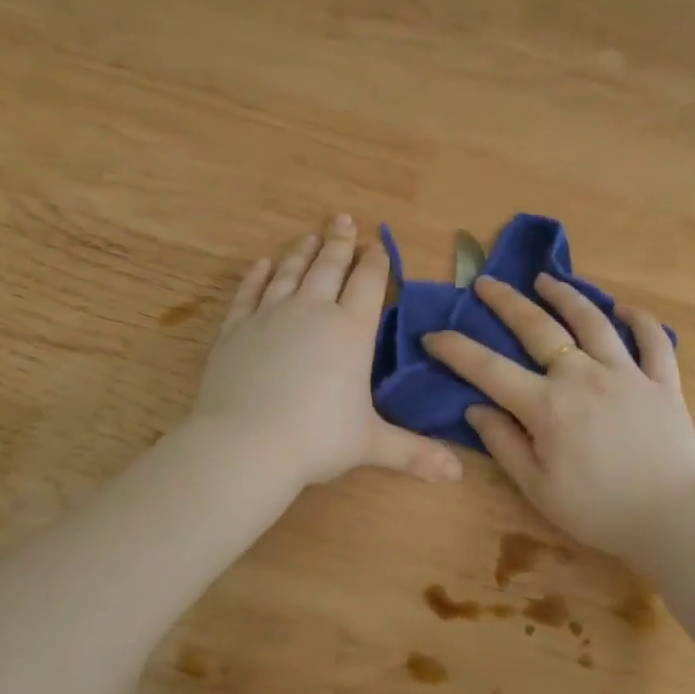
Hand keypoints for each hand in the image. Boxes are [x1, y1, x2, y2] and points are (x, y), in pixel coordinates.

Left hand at [194, 215, 463, 489]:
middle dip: (339, 240)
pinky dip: (257, 275)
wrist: (245, 444)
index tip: (377, 243)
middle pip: (329, 266)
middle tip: (343, 219)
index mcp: (351, 330)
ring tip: (310, 235)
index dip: (375, 260)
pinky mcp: (236, 329)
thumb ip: (415, 453)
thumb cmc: (317, 439)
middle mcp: (312, 311)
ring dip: (302, 250)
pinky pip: (249, 292)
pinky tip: (262, 264)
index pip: (368, 282)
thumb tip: (458, 475)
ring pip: (289, 272)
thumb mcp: (371, 444)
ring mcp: (269, 315)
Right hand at [424, 274, 694, 558]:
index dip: (456, 349)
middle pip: (537, 327)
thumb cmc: (598, 512)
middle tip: (486, 282)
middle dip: (506, 301)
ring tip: (546, 279)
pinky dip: (640, 320)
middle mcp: (583, 376)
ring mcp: (627, 373)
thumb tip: (475, 408)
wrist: (673, 520)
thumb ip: (504, 444)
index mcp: (547, 406)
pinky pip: (653, 340)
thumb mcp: (538, 489)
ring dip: (566, 295)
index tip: (433, 335)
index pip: (489, 369)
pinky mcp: (663, 381)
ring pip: (592, 320)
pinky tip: (624, 309)